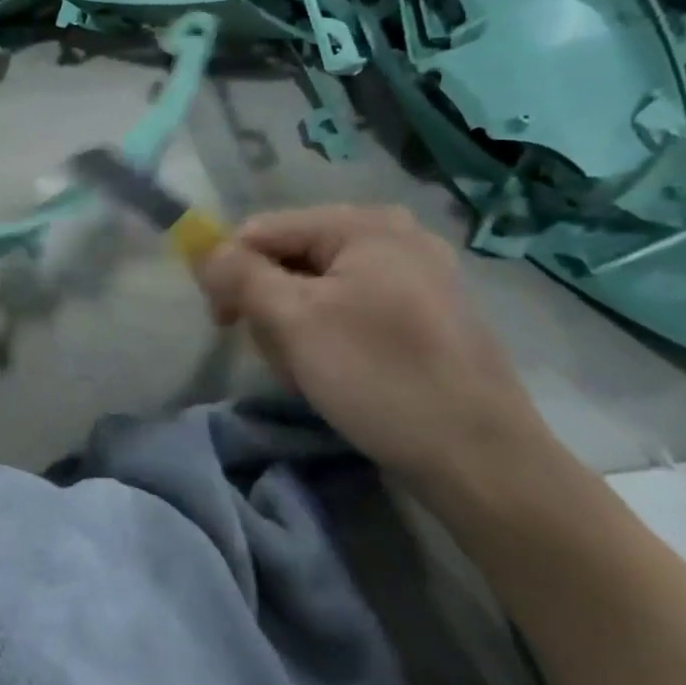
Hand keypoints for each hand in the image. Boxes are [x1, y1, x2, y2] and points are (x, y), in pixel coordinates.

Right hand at [198, 205, 555, 500]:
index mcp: (365, 224)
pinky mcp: (427, 313)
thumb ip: (240, 275)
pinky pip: (353, 308)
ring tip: (311, 373)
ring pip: (319, 287)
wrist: (482, 460)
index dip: (230, 269)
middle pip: (293, 257)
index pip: (265, 229)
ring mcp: (417, 274)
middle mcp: (395, 234)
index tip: (222, 322)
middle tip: (280, 356)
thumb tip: (203, 250)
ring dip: (299, 328)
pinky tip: (340, 374)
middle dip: (272, 306)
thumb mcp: (295, 322)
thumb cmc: (381, 377)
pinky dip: (332, 336)